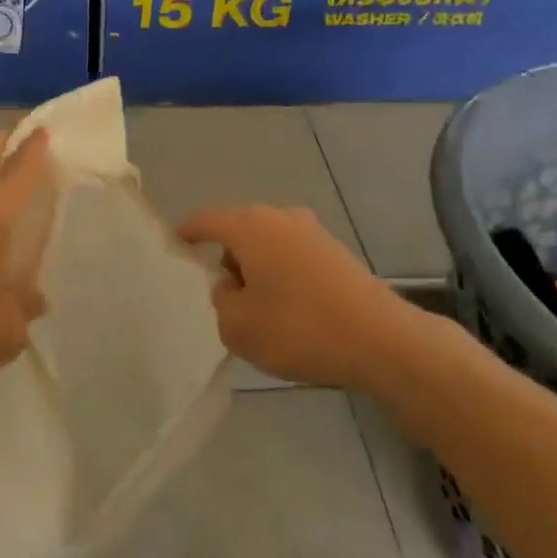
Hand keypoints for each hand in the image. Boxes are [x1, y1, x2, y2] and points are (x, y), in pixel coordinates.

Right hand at [179, 204, 402, 388]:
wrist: (381, 340)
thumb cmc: (299, 329)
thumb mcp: (238, 326)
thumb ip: (221, 300)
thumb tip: (232, 285)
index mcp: (249, 227)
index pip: (206, 220)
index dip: (187, 232)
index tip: (175, 243)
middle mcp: (280, 217)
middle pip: (239, 229)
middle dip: (226, 255)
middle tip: (220, 290)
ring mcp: (312, 232)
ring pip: (268, 242)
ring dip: (256, 266)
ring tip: (257, 305)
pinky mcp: (336, 252)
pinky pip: (292, 255)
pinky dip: (281, 273)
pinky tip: (288, 307)